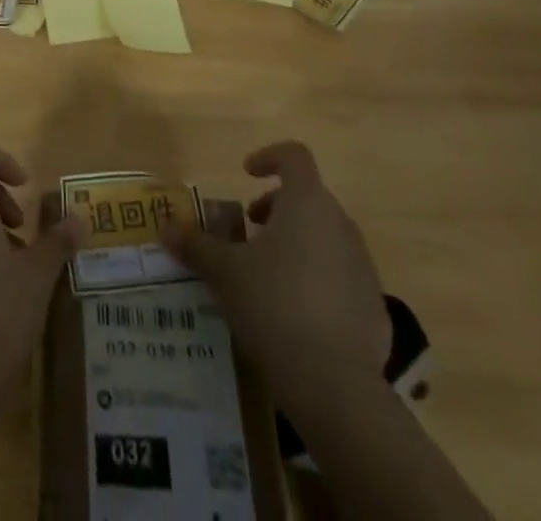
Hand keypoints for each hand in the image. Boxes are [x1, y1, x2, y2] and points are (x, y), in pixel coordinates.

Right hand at [163, 141, 390, 381]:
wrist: (335, 384)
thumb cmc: (273, 305)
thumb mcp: (224, 272)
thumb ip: (195, 245)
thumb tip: (164, 226)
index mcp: (306, 203)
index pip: (295, 156)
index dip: (269, 157)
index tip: (246, 174)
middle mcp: (340, 224)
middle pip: (309, 198)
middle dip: (277, 207)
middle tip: (249, 230)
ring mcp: (363, 266)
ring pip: (327, 236)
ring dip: (298, 242)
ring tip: (269, 274)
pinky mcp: (375, 306)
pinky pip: (342, 276)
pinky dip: (319, 280)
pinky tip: (296, 314)